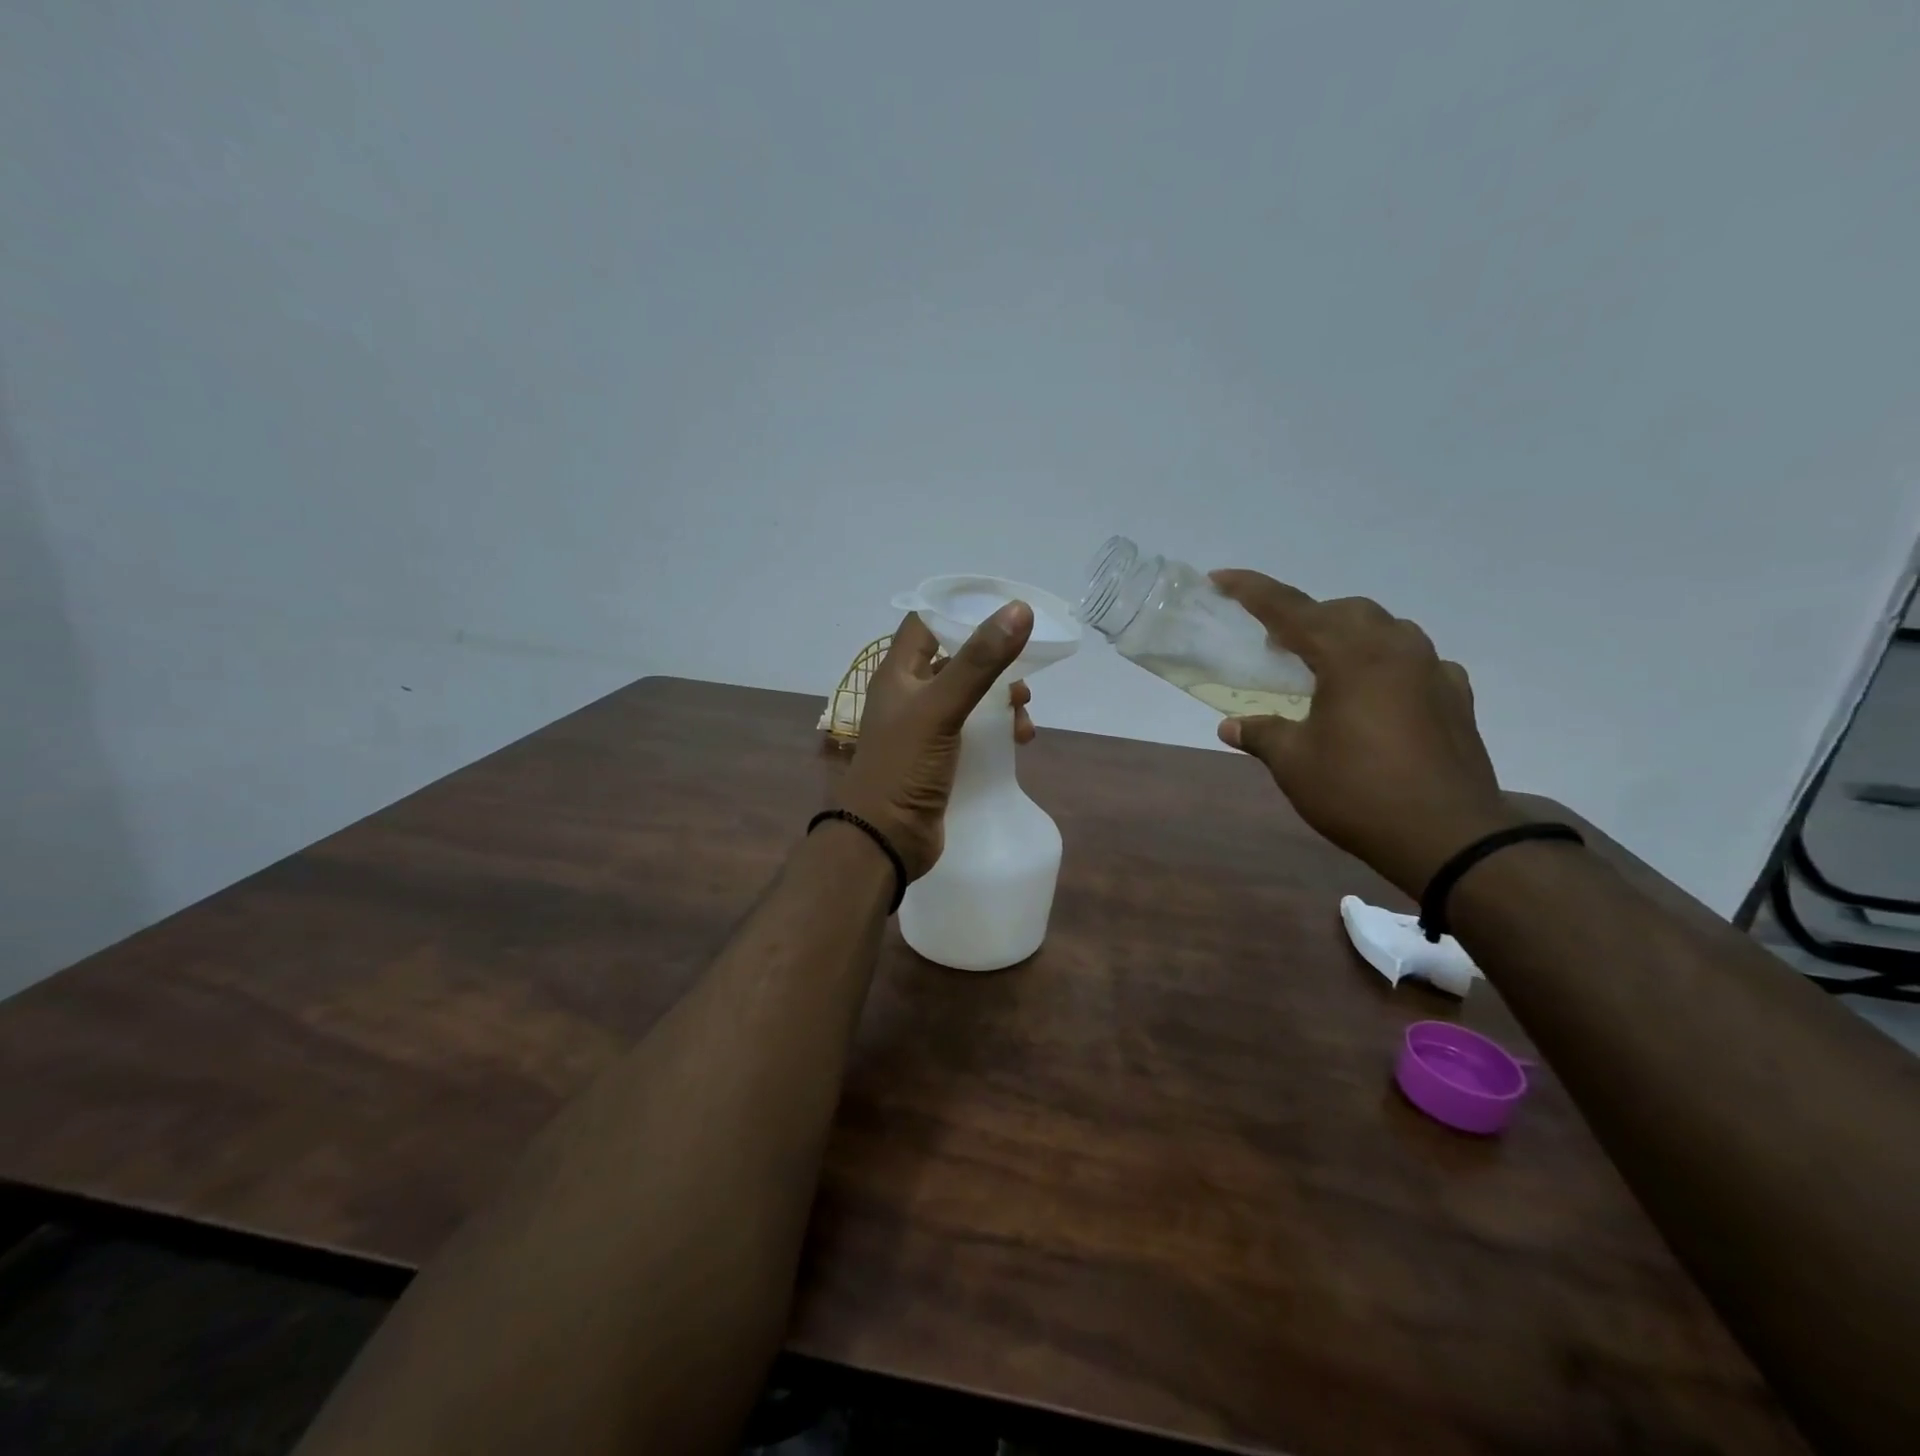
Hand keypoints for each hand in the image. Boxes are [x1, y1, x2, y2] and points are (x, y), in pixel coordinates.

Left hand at [833, 602, 1035, 879]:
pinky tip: (1020, 741)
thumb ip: (979, 661)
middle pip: (956, 661)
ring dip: (1001, 700)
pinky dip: (999, 730)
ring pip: (971, 698)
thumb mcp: (941, 707)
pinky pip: (975, 732)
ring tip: (1024, 714)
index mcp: (898, 674)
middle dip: (994, 663)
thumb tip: (1019, 610)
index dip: (960, 611)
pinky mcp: (942, 758)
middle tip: (1023, 674)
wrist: (885, 839)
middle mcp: (910, 695)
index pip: (927, 623)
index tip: (1003, 610)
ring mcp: (926, 729)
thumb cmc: (904, 766)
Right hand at [1210, 570, 1518, 897]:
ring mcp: (1433, 671)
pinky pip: (1417, 661)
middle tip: (1277, 644)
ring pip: (1387, 629)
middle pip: (1345, 611)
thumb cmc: (1358, 792)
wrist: (1448, 837)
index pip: (1291, 609)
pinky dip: (1388, 664)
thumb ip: (1262, 735)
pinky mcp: (1456, 698)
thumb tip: (1232, 727)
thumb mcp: (1295, 764)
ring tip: (1326, 667)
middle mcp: (1396, 649)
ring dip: (1350, 635)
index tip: (1222, 578)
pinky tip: (1378, 694)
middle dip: (1307, 617)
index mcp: (1350, 655)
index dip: (1252, 591)